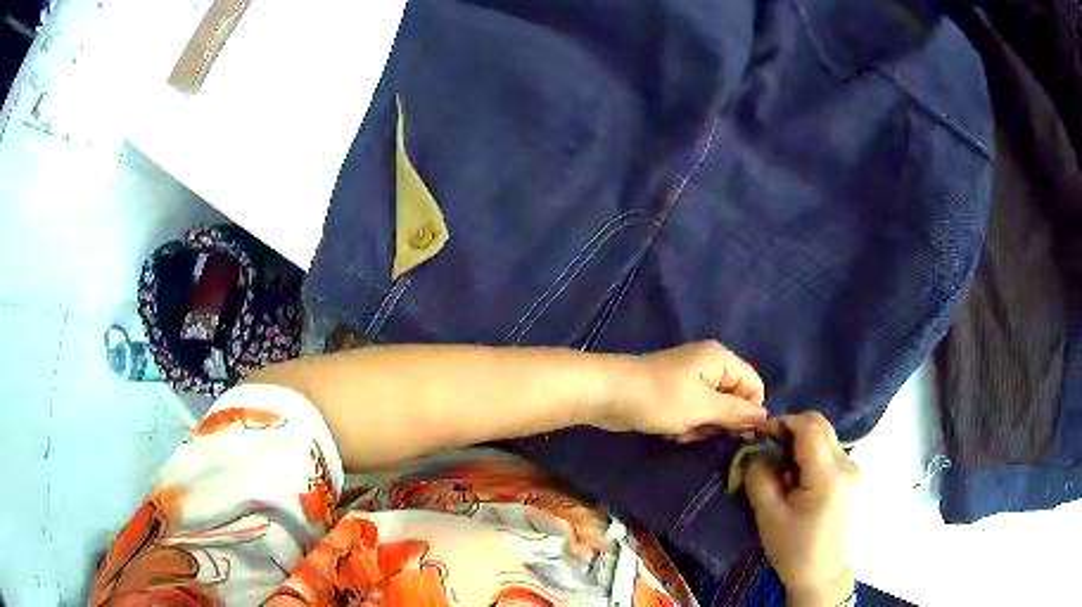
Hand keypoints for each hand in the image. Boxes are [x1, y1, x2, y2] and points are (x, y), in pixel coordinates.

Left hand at [594, 340, 766, 440]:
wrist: (607, 394)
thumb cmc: (659, 398)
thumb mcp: (703, 407)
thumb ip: (737, 412)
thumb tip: (766, 416)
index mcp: (721, 359)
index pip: (754, 385)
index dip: (750, 411)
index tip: (737, 433)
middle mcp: (709, 364)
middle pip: (734, 398)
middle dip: (721, 421)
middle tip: (701, 431)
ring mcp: (689, 379)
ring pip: (712, 410)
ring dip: (701, 426)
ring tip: (682, 432)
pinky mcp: (673, 393)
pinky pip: (693, 412)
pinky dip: (686, 424)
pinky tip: (671, 432)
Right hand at [745, 413, 857, 605]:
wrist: (821, 574)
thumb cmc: (793, 549)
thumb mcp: (768, 515)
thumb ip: (760, 477)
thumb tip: (756, 451)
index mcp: (828, 475)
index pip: (809, 427)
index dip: (783, 422)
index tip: (759, 435)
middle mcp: (847, 465)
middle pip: (820, 426)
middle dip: (791, 430)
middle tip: (768, 450)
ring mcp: (853, 470)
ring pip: (825, 438)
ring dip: (801, 444)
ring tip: (782, 473)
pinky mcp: (852, 478)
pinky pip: (830, 453)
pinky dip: (811, 456)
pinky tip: (798, 482)